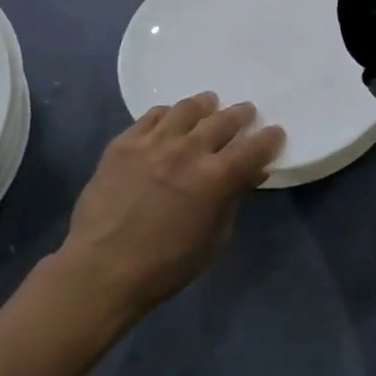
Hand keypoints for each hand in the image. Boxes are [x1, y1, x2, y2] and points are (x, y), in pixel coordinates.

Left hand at [56, 92, 283, 319]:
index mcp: (217, 177)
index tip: (274, 133)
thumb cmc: (166, 265)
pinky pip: (152, 116)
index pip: (255, 147)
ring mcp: (154, 142)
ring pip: (187, 109)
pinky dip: (168, 114)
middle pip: (223, 120)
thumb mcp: (214, 239)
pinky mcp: (124, 143)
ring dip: (204, 106)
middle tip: (245, 113)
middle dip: (240, 115)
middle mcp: (189, 150)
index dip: (269, 138)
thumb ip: (233, 199)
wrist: (101, 270)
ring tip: (209, 105)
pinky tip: (170, 118)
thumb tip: (250, 174)